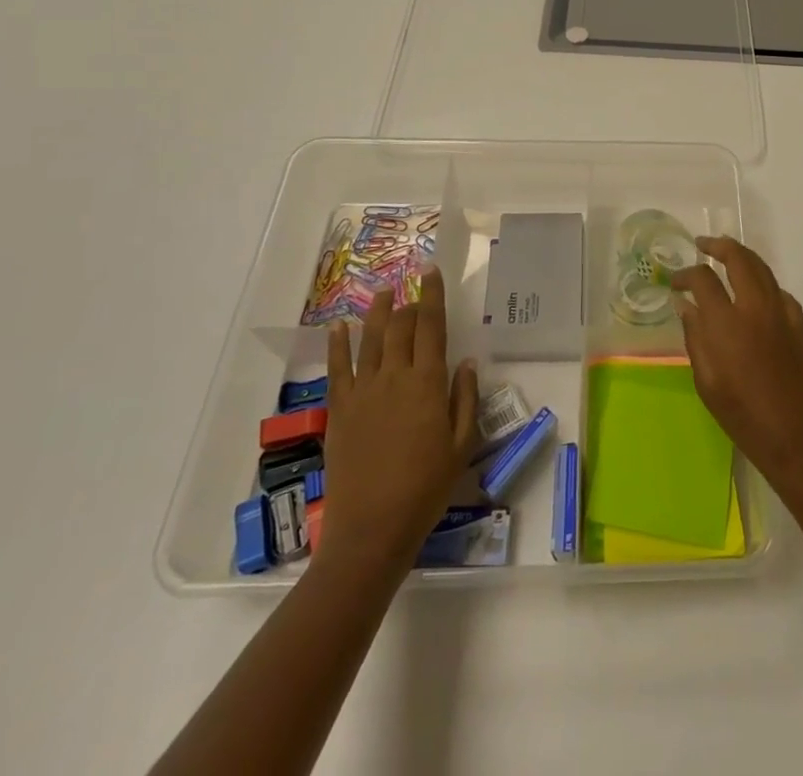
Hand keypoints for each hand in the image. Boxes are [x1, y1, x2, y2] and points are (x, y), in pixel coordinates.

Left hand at [318, 266, 478, 575]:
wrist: (372, 529)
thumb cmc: (426, 488)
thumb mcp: (461, 446)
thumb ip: (464, 399)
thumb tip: (465, 362)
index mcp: (427, 383)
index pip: (431, 327)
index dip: (432, 297)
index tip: (431, 273)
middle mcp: (394, 377)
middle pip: (399, 327)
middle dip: (407, 302)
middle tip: (412, 287)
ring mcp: (363, 392)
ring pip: (369, 340)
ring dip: (376, 312)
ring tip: (382, 292)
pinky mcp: (339, 410)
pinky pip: (338, 369)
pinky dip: (338, 345)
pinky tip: (339, 327)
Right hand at [673, 236, 802, 489]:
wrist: (798, 440)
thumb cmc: (744, 417)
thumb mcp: (707, 382)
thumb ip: (695, 338)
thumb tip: (686, 306)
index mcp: (728, 323)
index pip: (703, 279)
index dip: (686, 275)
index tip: (675, 283)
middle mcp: (756, 308)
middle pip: (739, 259)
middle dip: (718, 246)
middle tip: (702, 245)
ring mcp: (782, 313)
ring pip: (762, 268)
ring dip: (742, 256)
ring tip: (726, 256)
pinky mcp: (799, 325)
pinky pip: (779, 290)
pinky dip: (763, 282)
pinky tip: (755, 292)